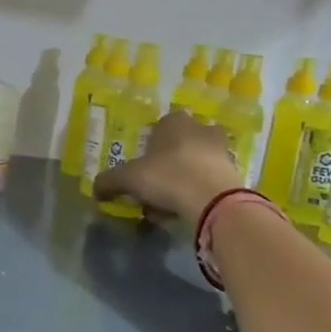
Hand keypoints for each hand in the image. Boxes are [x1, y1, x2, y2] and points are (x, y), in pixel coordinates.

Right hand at [92, 110, 243, 224]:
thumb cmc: (167, 176)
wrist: (214, 201)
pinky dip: (197, 192)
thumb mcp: (127, 179)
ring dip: (183, 178)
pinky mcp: (235, 174)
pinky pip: (208, 181)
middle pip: (180, 143)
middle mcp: (202, 129)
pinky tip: (183, 209)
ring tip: (167, 202)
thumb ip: (108, 182)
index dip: (150, 143)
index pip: (162, 124)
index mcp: (176, 122)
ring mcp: (222, 151)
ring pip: (196, 163)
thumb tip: (95, 190)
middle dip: (169, 161)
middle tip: (154, 182)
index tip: (142, 163)